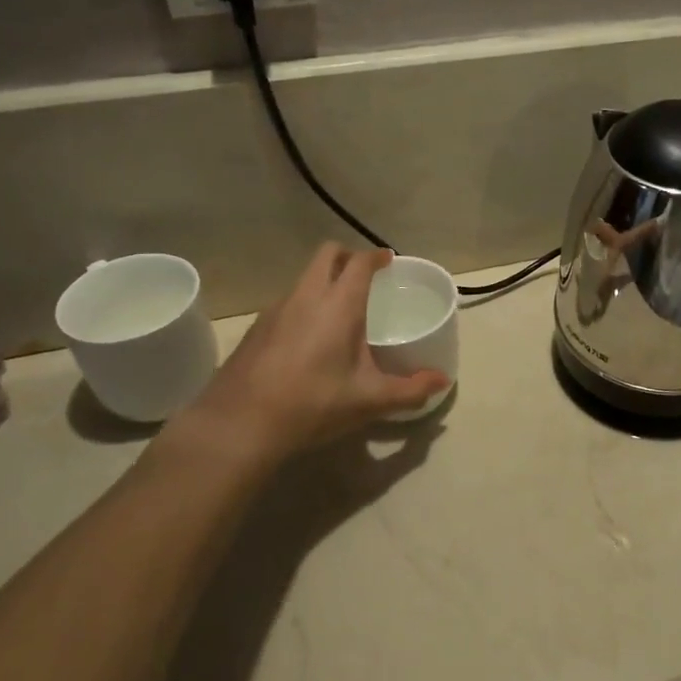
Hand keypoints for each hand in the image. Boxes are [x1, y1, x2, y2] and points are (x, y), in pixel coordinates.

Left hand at [167, 244, 449, 471]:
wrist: (238, 426)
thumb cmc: (312, 404)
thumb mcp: (369, 400)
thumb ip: (410, 389)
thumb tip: (442, 380)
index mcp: (338, 305)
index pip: (359, 262)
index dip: (376, 257)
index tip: (388, 261)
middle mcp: (306, 296)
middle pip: (326, 254)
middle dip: (347, 257)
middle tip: (364, 278)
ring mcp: (275, 310)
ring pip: (304, 278)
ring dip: (323, 281)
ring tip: (338, 311)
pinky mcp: (256, 328)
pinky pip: (287, 302)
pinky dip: (303, 305)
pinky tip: (307, 340)